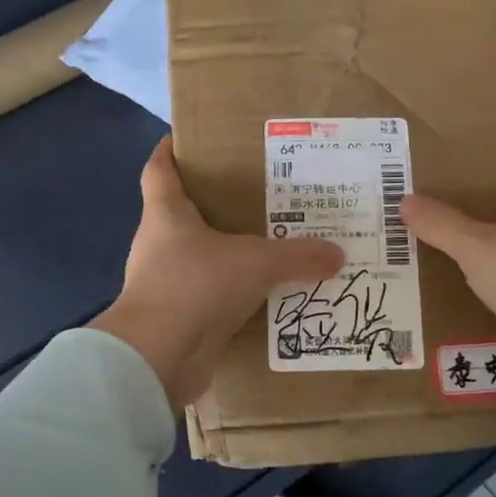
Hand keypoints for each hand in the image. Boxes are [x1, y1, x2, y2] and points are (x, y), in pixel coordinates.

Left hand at [90, 138, 343, 408]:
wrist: (157, 358)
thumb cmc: (195, 286)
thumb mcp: (255, 262)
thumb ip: (297, 256)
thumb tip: (338, 254)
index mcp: (166, 214)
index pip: (159, 169)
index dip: (171, 151)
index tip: (189, 139)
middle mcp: (159, 243)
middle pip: (182, 212)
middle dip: (215, 203)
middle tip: (258, 194)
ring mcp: (164, 282)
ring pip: (198, 256)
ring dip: (226, 252)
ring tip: (268, 244)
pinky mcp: (175, 317)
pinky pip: (208, 295)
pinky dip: (231, 292)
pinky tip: (263, 294)